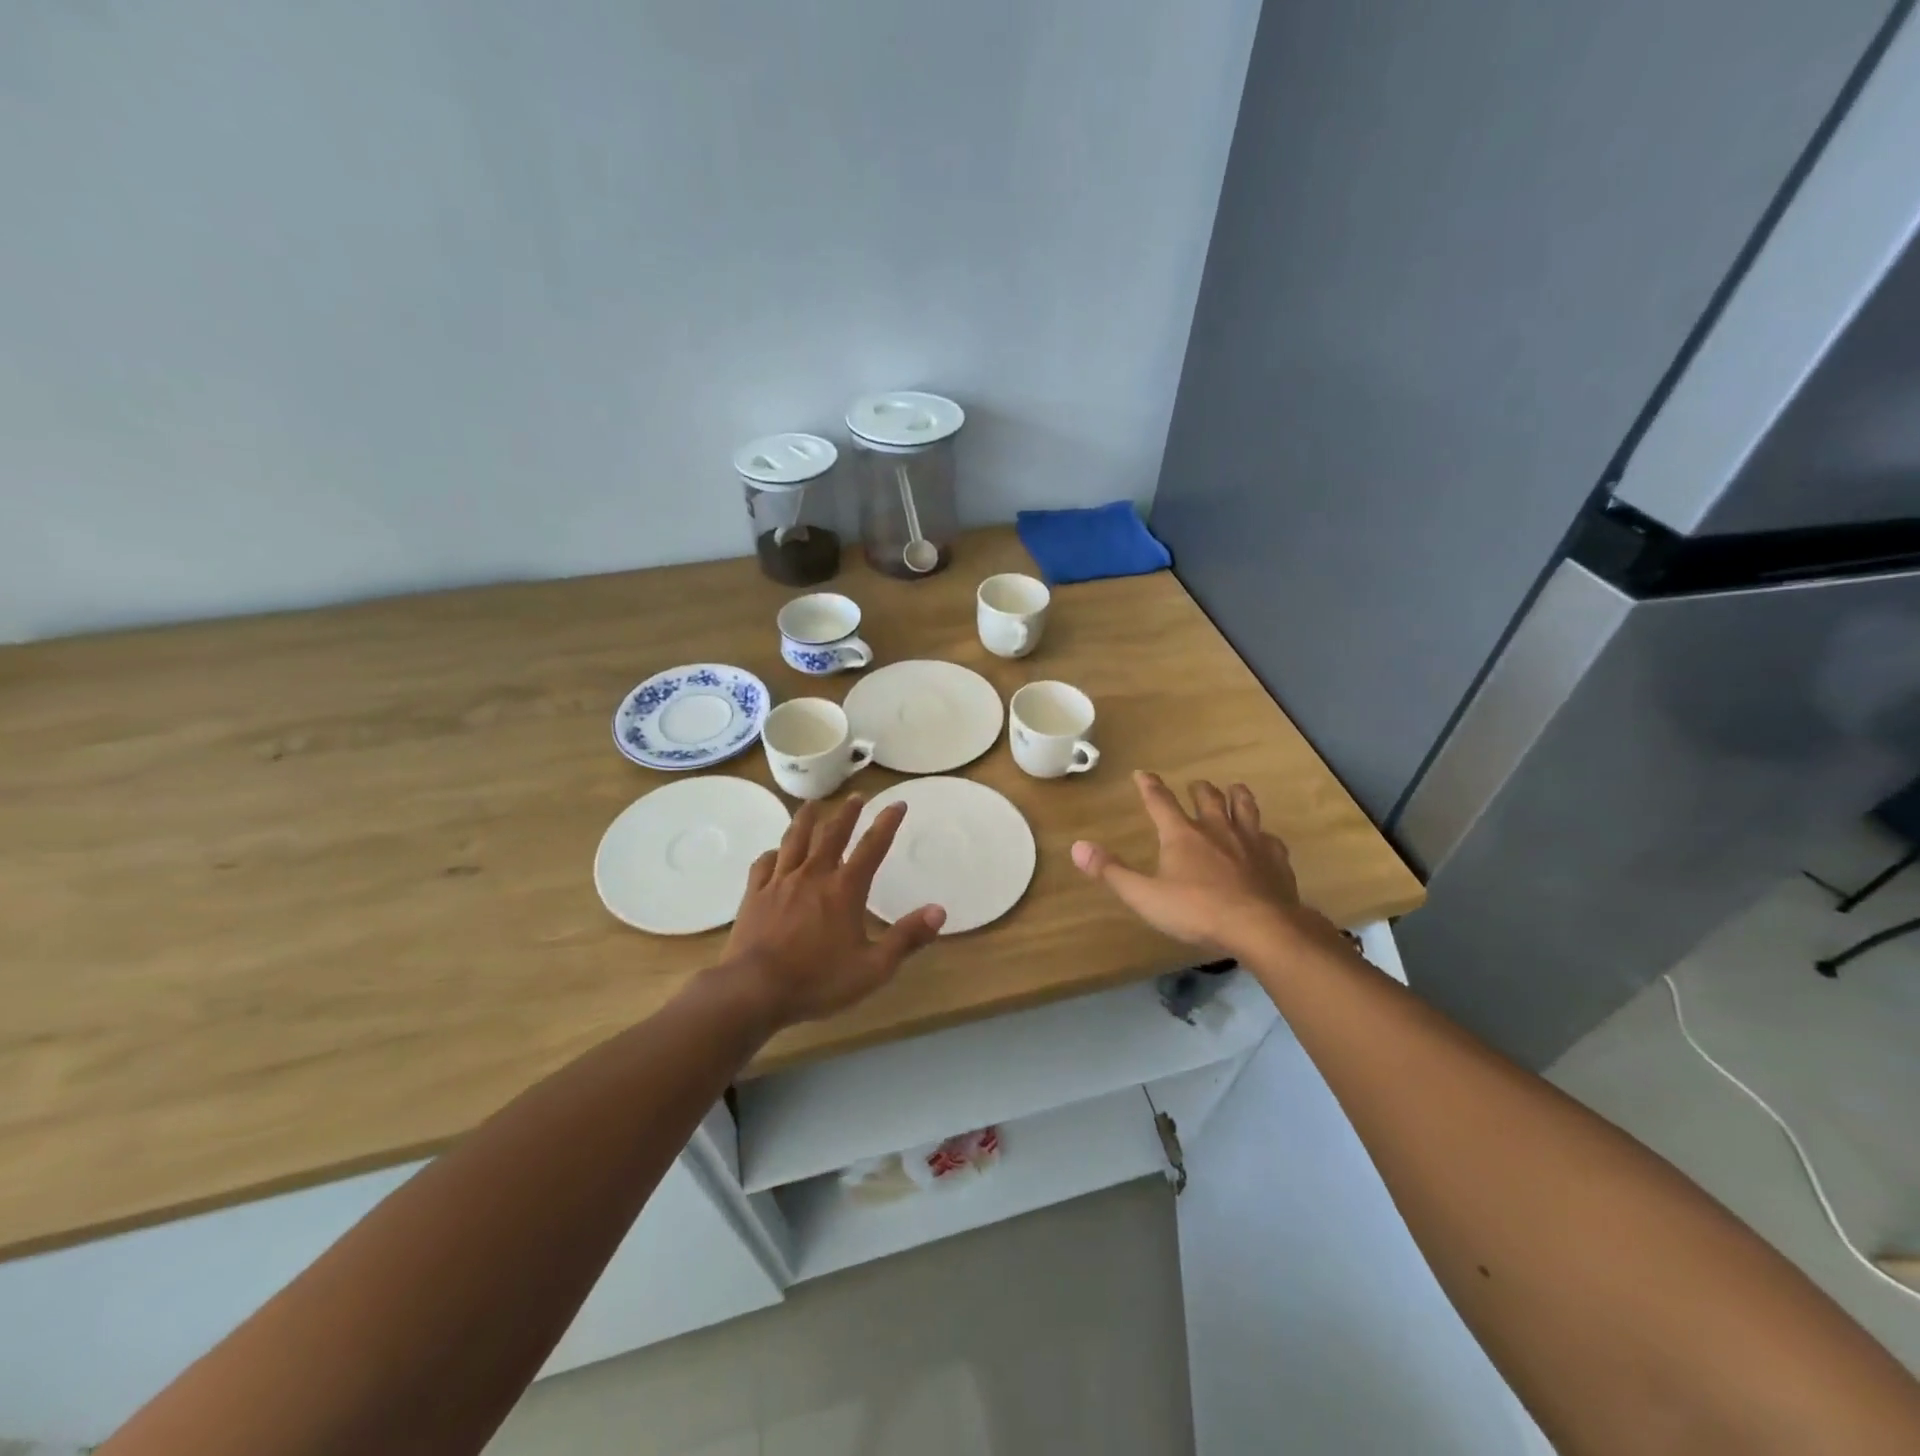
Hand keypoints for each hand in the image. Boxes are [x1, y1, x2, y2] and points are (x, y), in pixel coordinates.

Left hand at [720, 795, 945, 1028]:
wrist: (754, 990)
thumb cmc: (818, 981)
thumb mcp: (873, 968)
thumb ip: (907, 938)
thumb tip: (939, 911)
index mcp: (845, 889)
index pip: (872, 847)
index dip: (887, 823)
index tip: (897, 803)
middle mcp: (814, 875)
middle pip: (832, 834)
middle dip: (847, 812)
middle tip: (856, 796)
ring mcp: (780, 882)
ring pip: (795, 839)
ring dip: (806, 819)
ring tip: (813, 804)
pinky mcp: (755, 894)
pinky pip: (764, 864)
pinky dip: (773, 853)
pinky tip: (775, 852)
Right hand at [1072, 772, 1309, 953]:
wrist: (1261, 927)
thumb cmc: (1198, 911)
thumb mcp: (1145, 896)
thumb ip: (1112, 871)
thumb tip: (1077, 846)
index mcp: (1182, 834)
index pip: (1160, 802)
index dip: (1149, 786)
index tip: (1142, 773)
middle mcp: (1216, 829)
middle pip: (1207, 798)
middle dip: (1199, 789)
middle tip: (1195, 785)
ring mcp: (1250, 841)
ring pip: (1244, 807)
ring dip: (1237, 796)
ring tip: (1234, 790)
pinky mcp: (1276, 859)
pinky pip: (1270, 839)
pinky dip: (1264, 835)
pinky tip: (1266, 839)